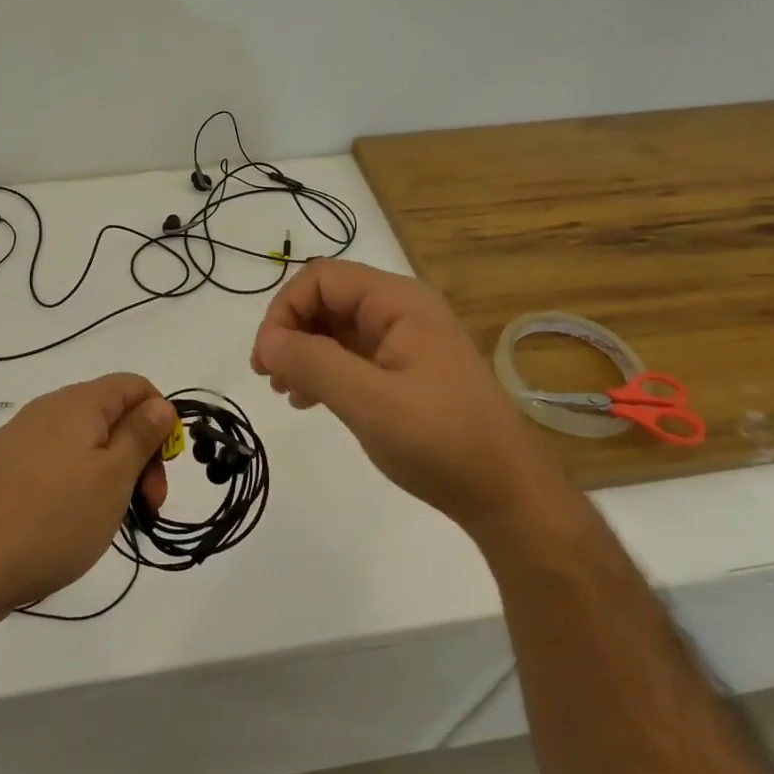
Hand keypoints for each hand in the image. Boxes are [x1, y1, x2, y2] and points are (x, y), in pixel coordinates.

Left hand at [0, 374, 175, 625]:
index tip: (162, 469)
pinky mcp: (1, 471)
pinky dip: (76, 487)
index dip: (160, 419)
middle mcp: (47, 410)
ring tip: (109, 522)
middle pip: (110, 416)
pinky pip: (54, 466)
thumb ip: (140, 435)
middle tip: (146, 507)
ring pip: (83, 445)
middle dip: (138, 455)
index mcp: (79, 402)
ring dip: (109, 476)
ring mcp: (20, 440)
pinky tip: (69, 526)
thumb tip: (160, 404)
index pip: (134, 386)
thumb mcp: (113, 477)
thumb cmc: (53, 517)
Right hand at [251, 259, 550, 525]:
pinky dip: (323, 371)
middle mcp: (401, 312)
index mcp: (398, 303)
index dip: (285, 310)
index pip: (322, 278)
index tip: (267, 358)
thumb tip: (266, 341)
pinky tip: (309, 400)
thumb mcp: (369, 401)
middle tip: (269, 376)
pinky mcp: (404, 372)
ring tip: (286, 391)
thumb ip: (313, 363)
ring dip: (302, 352)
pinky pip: (350, 356)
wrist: (506, 495)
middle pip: (327, 299)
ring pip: (335, 329)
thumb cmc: (440, 441)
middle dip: (290, 331)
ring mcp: (404, 342)